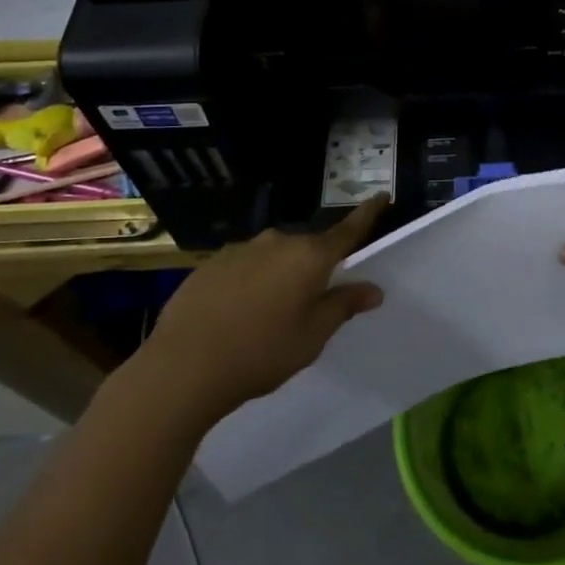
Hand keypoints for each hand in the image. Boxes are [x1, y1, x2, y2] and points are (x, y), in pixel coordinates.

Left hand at [131, 197, 388, 422]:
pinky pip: (243, 267)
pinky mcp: (210, 264)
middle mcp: (277, 242)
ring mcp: (240, 249)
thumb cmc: (261, 353)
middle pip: (308, 248)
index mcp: (310, 256)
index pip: (348, 230)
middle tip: (312, 301)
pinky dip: (249, 282)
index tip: (382, 196)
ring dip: (279, 275)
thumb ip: (343, 306)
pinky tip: (236, 315)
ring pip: (273, 257)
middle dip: (314, 266)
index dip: (367, 214)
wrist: (182, 368)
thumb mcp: (312, 336)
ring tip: (269, 315)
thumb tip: (373, 289)